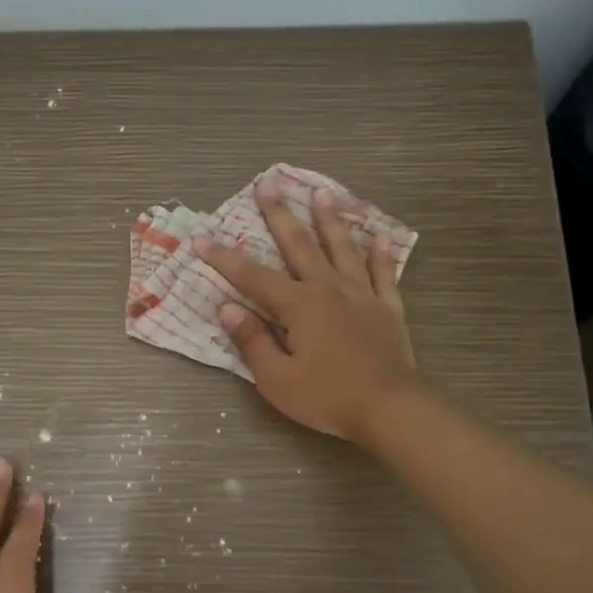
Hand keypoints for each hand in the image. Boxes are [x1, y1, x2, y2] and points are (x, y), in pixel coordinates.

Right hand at [194, 181, 419, 440]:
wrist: (390, 409)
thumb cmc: (327, 397)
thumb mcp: (277, 379)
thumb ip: (252, 341)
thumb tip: (227, 308)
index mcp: (299, 306)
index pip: (253, 277)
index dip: (225, 258)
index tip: (201, 239)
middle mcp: (329, 290)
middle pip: (301, 246)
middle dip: (280, 215)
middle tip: (268, 184)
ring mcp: (362, 297)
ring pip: (344, 250)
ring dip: (330, 221)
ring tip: (322, 193)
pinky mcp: (387, 310)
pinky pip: (384, 275)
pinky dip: (381, 255)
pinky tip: (380, 236)